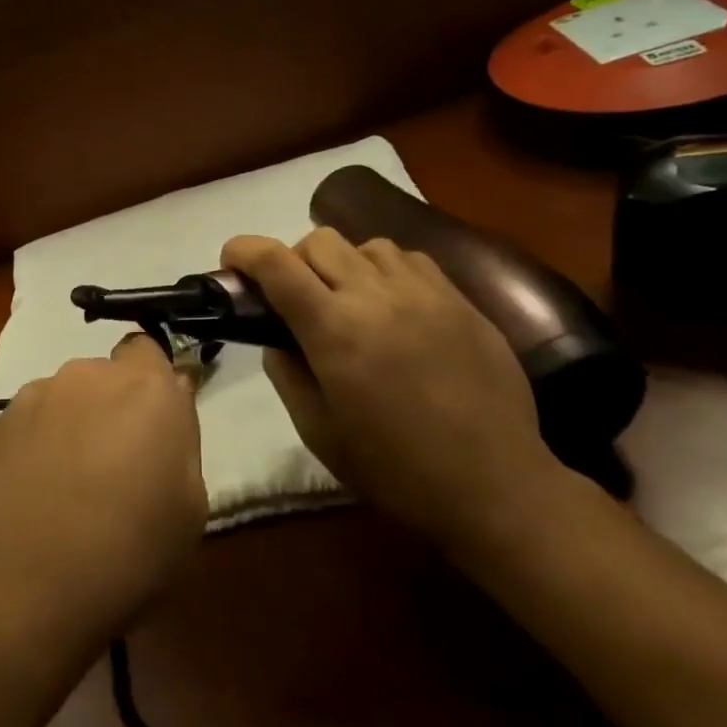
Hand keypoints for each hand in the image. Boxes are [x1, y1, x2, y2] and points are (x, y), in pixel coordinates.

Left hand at [0, 337, 205, 675]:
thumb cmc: (125, 557)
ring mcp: (30, 399)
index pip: (150, 350)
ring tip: (66, 490)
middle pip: (105, 377)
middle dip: (113, 408)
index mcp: (144, 388)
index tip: (156, 427)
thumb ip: (182, 442)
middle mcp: (84, 376)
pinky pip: (26, 425)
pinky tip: (30, 499)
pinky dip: (33, 448)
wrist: (16, 594)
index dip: (154, 384)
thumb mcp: (191, 511)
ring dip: (71, 427)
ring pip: (63, 400)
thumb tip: (169, 404)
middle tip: (116, 467)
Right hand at [222, 229, 572, 555]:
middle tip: (296, 298)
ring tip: (350, 300)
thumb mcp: (318, 432)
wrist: (495, 485)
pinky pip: (410, 259)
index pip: (276, 264)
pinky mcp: (461, 300)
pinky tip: (394, 305)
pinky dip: (386, 270)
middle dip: (293, 260)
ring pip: (366, 244)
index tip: (232, 260)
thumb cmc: (396, 469)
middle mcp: (376, 297)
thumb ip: (286, 374)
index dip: (244, 251)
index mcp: (334, 331)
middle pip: (318, 241)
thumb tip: (276, 337)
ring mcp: (424, 293)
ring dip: (342, 263)